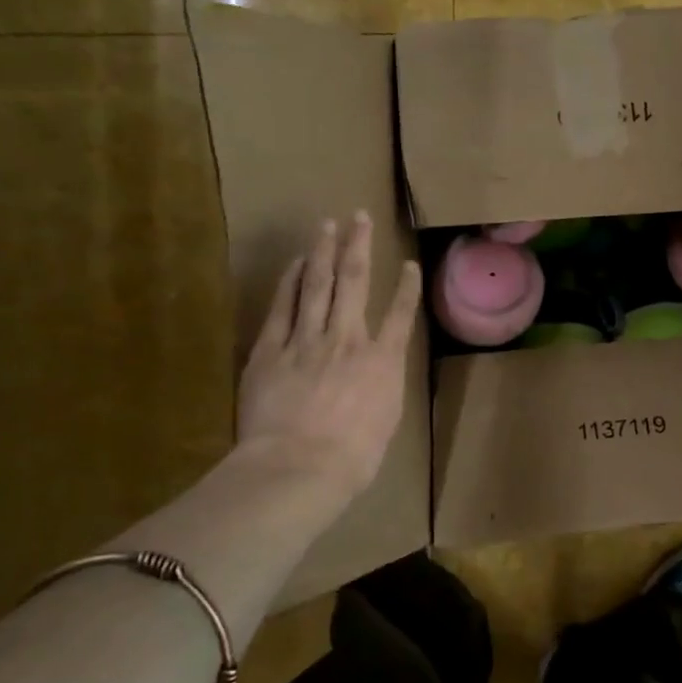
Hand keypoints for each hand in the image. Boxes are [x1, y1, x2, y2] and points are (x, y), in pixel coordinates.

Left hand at [238, 212, 421, 501]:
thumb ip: (383, 387)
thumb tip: (378, 372)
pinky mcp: (271, 350)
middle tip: (359, 217)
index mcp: (382, 362)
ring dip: (324, 252)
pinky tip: (295, 264)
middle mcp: (348, 339)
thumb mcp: (386, 422)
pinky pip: (283, 307)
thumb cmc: (352, 457)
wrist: (299, 465)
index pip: (401, 315)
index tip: (410, 265)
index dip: (408, 287)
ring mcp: (307, 340)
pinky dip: (290, 282)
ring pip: (318, 285)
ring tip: (327, 225)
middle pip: (355, 282)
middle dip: (359, 246)